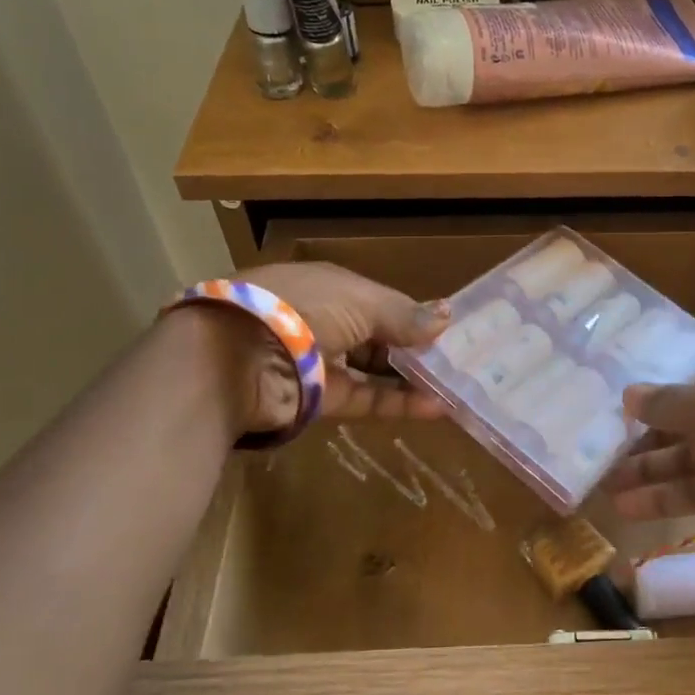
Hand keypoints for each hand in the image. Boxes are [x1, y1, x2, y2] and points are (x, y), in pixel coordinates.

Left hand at [211, 262, 450, 434]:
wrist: (237, 358)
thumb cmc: (303, 309)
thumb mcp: (362, 301)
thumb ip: (405, 315)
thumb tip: (446, 317)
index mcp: (329, 287)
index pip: (378, 300)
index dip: (411, 314)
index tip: (447, 329)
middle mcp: (324, 321)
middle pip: (376, 336)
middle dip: (413, 347)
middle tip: (457, 360)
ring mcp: (320, 362)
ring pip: (373, 370)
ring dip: (411, 378)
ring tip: (453, 386)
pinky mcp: (319, 399)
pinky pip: (366, 398)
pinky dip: (398, 403)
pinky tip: (436, 407)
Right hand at [606, 334, 694, 556]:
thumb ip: (664, 403)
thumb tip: (627, 395)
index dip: (661, 390)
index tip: (625, 409)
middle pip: (689, 418)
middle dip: (648, 439)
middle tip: (605, 454)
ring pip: (692, 456)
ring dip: (651, 472)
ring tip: (607, 487)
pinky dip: (669, 496)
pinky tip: (629, 507)